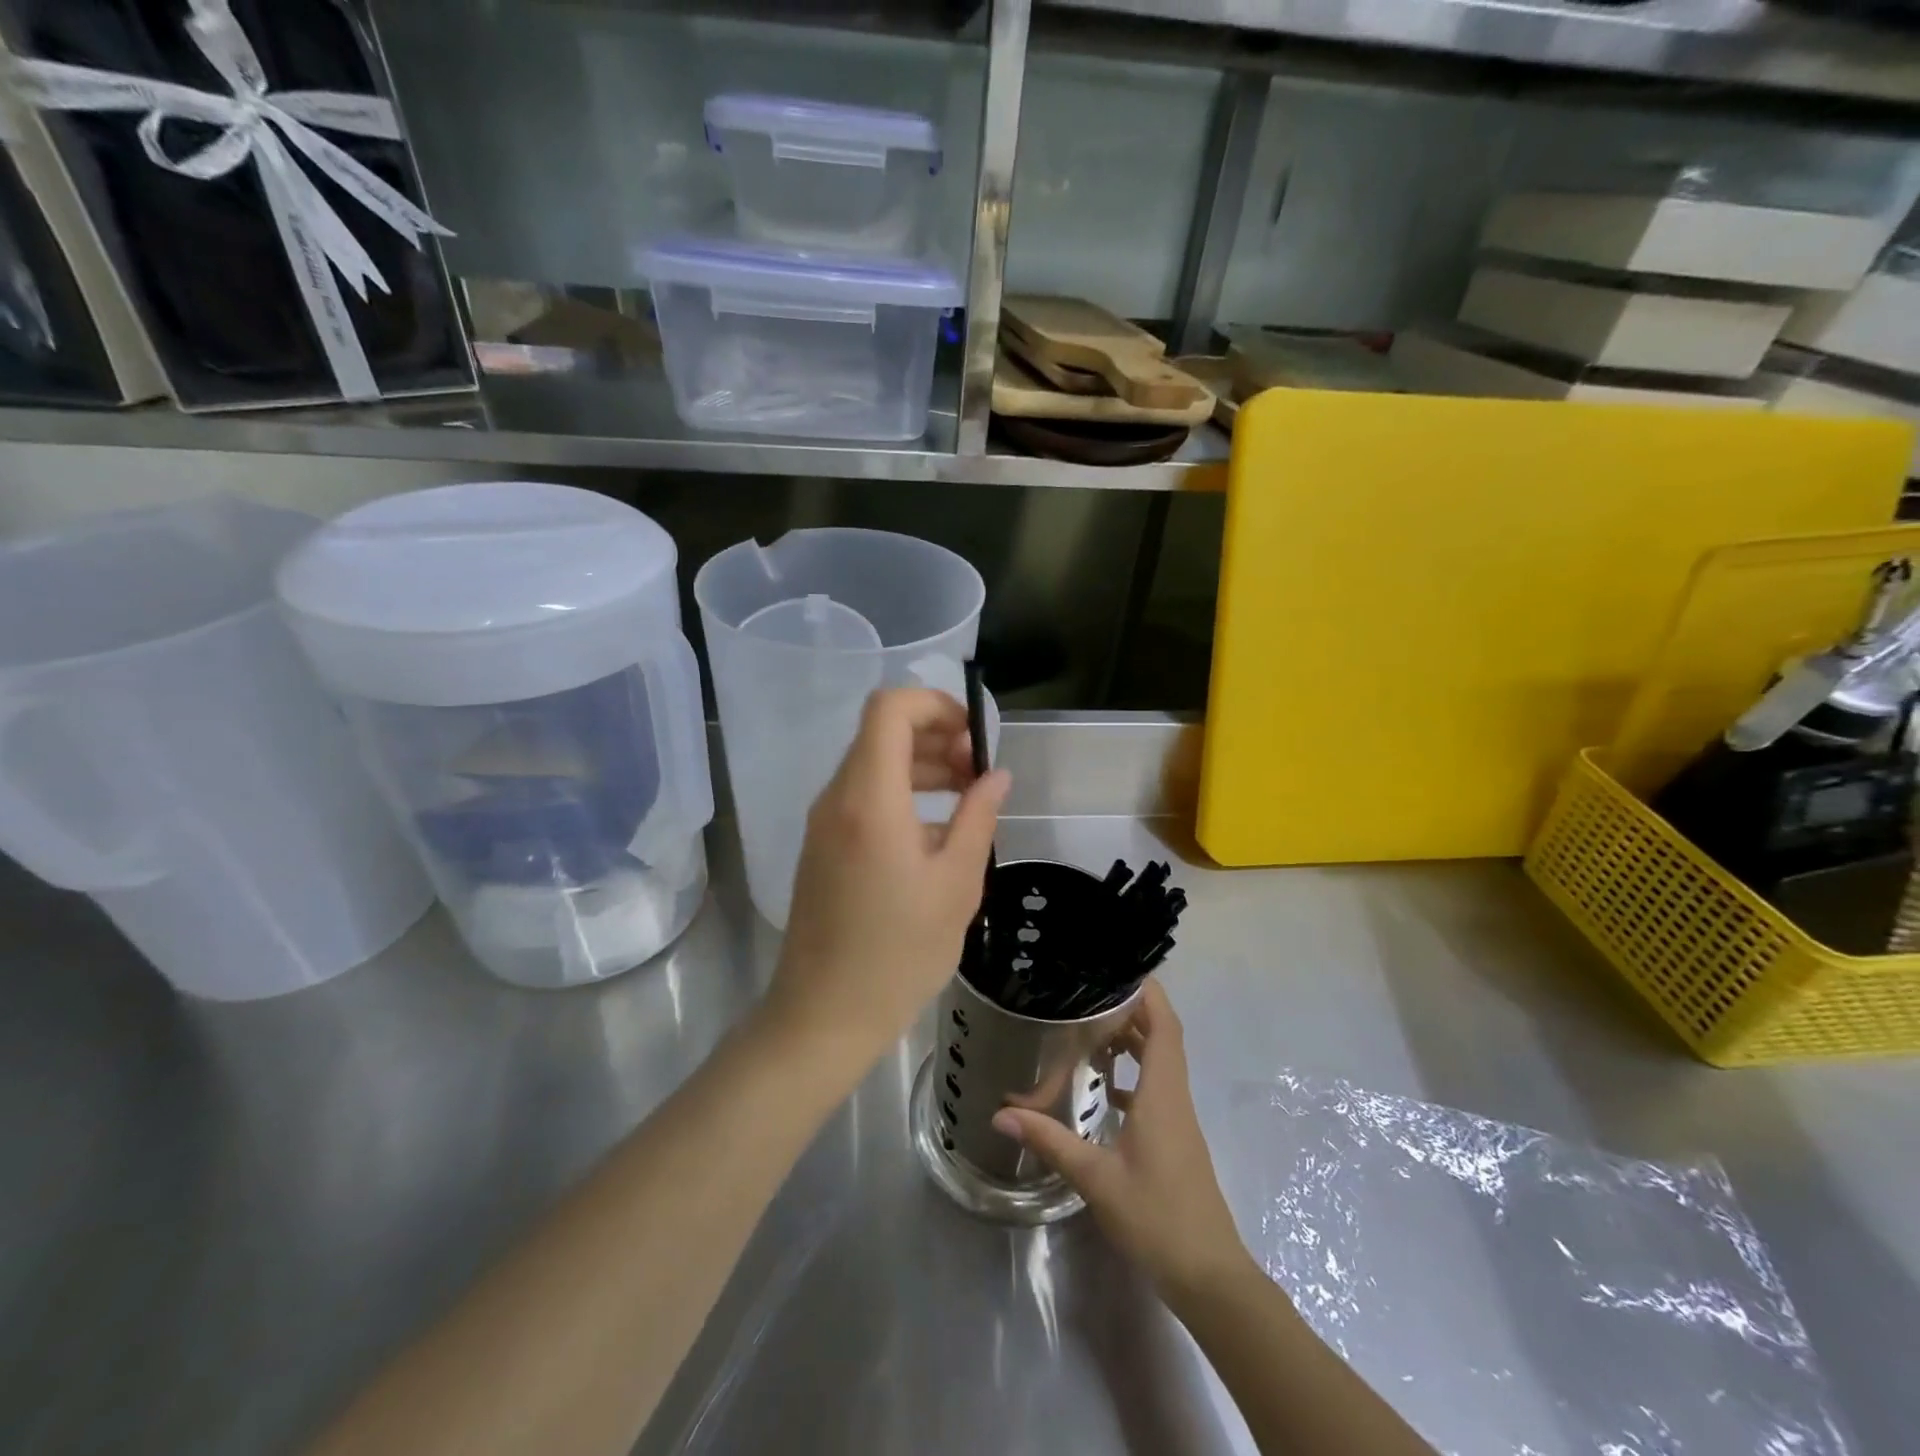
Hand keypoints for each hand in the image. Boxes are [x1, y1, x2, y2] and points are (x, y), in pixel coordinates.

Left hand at [764, 687, 1010, 1077]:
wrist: (823, 1015)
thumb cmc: (898, 953)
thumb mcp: (956, 884)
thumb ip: (978, 817)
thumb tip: (996, 775)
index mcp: (869, 798)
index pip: (890, 709)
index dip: (935, 705)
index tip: (975, 735)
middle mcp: (837, 797)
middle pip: (881, 733)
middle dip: (936, 737)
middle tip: (979, 771)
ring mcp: (824, 822)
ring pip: (873, 764)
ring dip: (921, 766)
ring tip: (967, 796)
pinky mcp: (822, 845)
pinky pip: (863, 797)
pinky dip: (901, 794)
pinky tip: (936, 833)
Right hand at [993, 982, 1250, 1299]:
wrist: (1209, 1276)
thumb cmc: (1157, 1218)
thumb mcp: (1097, 1179)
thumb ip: (1051, 1141)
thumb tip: (1002, 1114)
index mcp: (1162, 1093)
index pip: (1164, 1024)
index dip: (1147, 992)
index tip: (1116, 969)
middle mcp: (1174, 1096)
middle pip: (1161, 1036)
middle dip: (1129, 1010)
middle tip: (1086, 996)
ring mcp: (1178, 1118)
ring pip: (1159, 1061)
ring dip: (1131, 1040)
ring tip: (1088, 1031)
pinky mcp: (1174, 1138)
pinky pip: (1155, 1088)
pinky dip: (1132, 1074)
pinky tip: (1102, 1087)